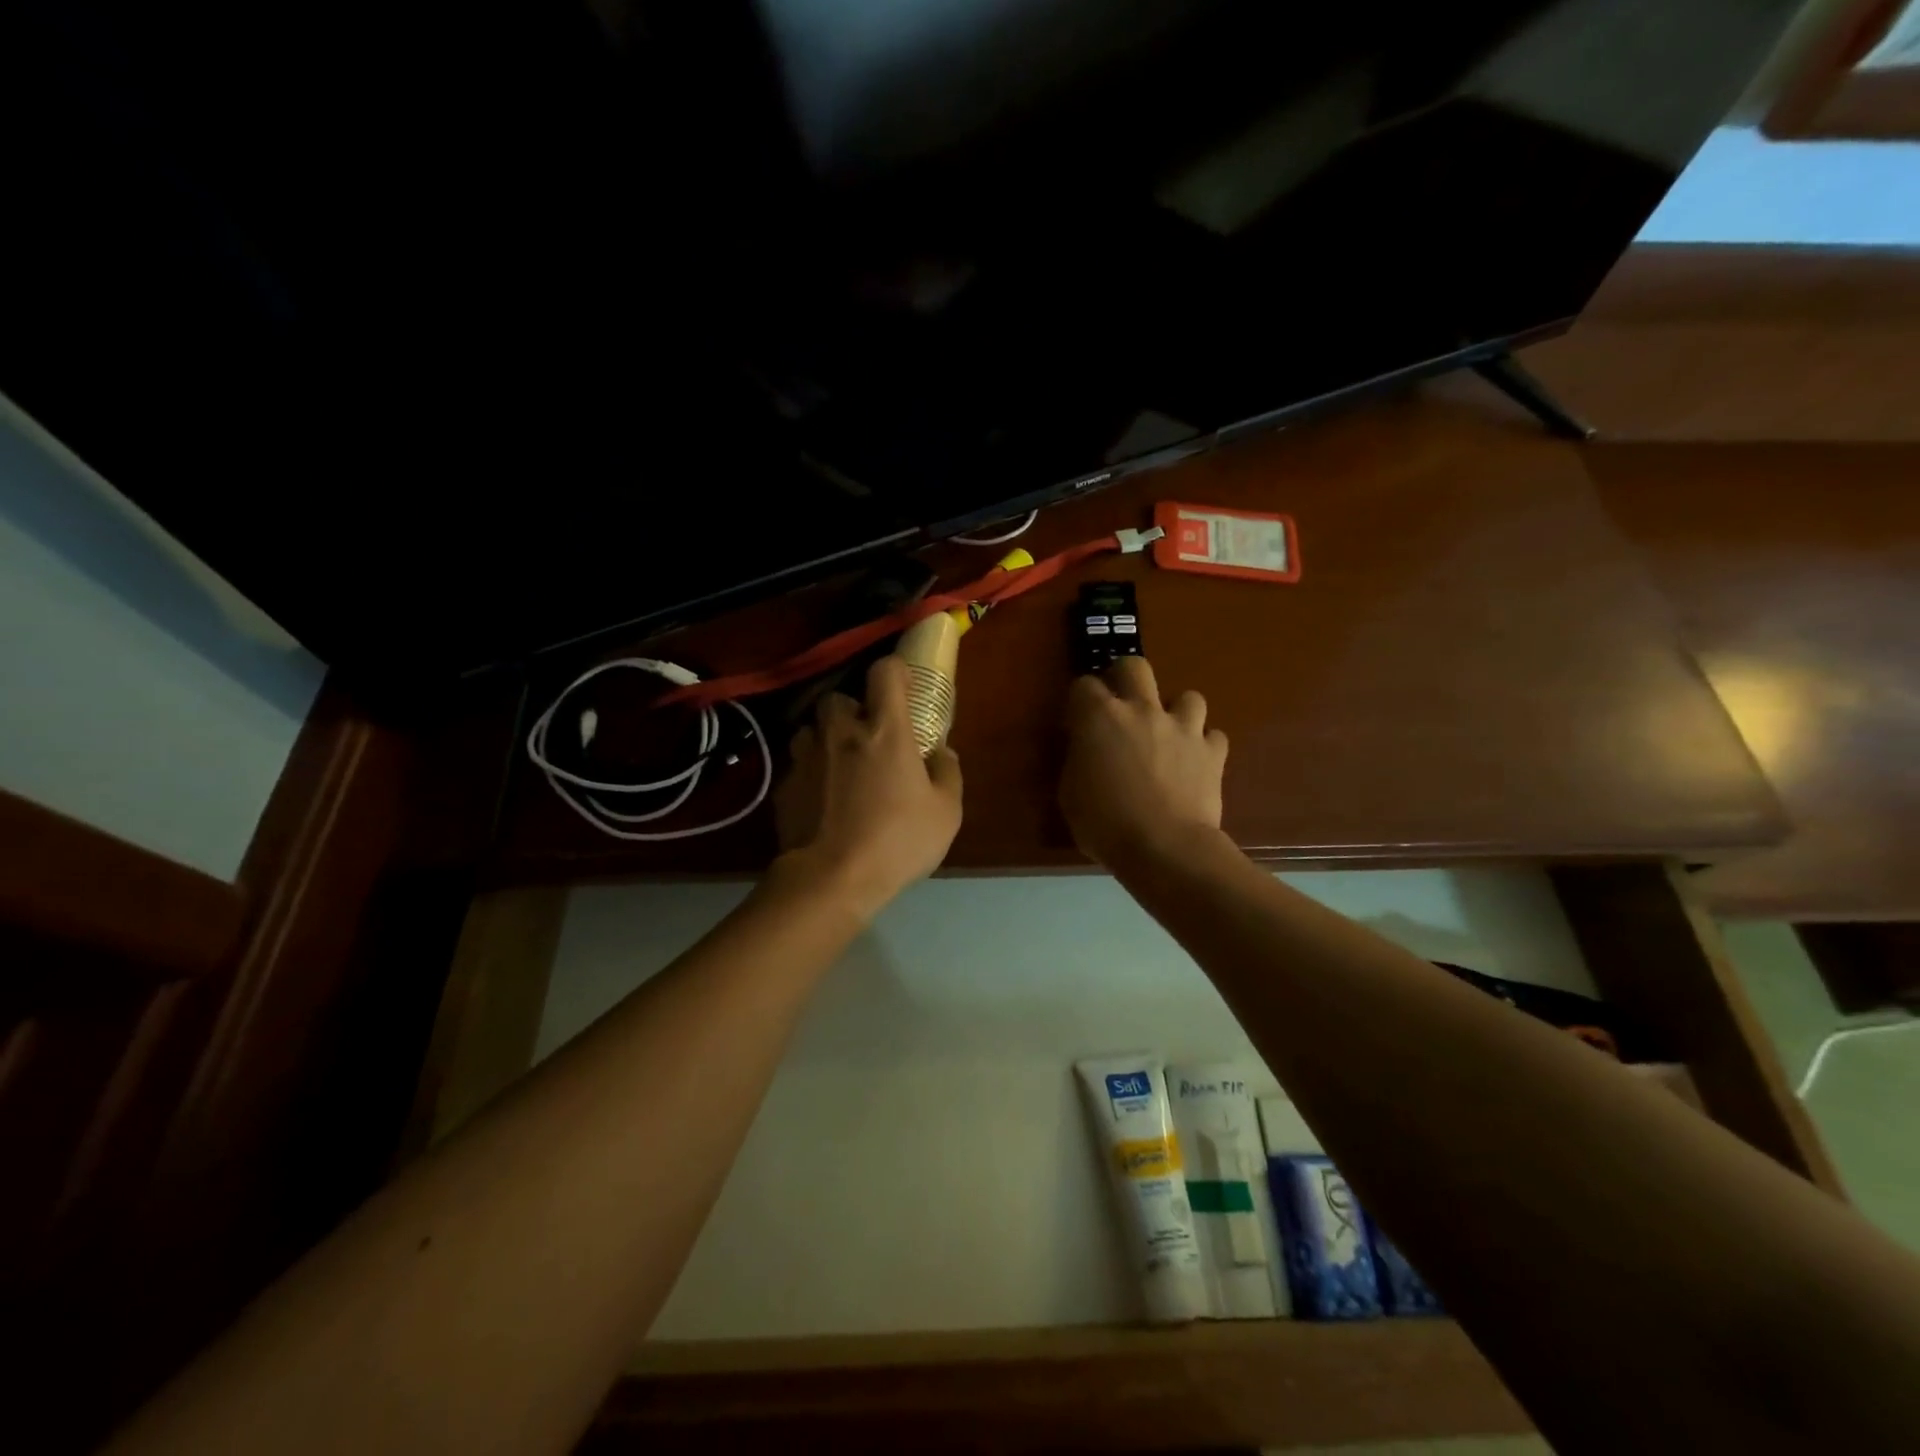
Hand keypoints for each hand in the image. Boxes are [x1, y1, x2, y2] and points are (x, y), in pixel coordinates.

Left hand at [775, 654, 963, 918]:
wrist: (831, 880)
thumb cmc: (897, 842)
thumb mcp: (945, 813)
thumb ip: (948, 773)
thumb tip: (942, 752)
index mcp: (885, 730)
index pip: (885, 673)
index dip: (895, 671)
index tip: (904, 686)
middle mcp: (841, 732)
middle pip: (838, 698)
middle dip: (852, 710)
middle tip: (867, 736)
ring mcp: (806, 757)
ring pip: (811, 729)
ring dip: (825, 738)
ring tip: (839, 765)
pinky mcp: (783, 785)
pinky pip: (797, 765)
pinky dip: (810, 773)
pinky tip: (820, 800)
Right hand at [1060, 656, 1227, 868]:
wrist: (1164, 847)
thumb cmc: (1104, 824)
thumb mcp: (1071, 793)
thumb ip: (1079, 761)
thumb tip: (1087, 751)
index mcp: (1099, 717)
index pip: (1083, 685)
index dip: (1080, 700)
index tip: (1078, 720)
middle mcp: (1142, 710)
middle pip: (1135, 666)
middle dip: (1126, 677)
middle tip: (1122, 703)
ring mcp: (1182, 728)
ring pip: (1188, 696)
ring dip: (1177, 711)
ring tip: (1169, 734)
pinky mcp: (1213, 752)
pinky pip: (1213, 736)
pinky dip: (1204, 746)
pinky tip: (1195, 763)